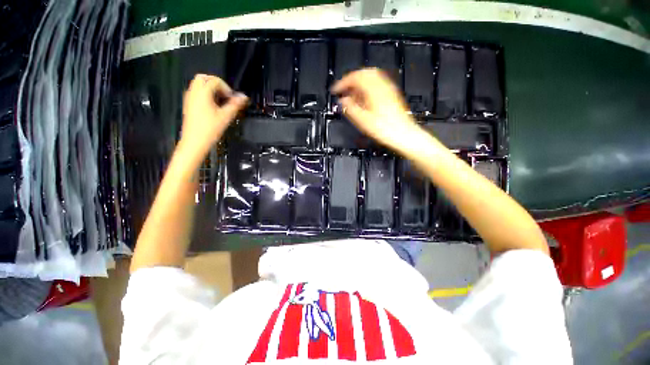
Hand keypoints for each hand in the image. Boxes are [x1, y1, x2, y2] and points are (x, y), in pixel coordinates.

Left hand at [180, 74, 247, 157]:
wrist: (195, 141)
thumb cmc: (209, 130)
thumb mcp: (226, 116)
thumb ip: (235, 105)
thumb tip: (243, 97)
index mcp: (202, 94)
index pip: (215, 81)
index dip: (226, 88)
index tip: (232, 98)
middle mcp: (194, 93)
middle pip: (203, 78)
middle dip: (216, 83)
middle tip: (226, 95)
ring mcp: (189, 98)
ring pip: (199, 84)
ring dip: (211, 89)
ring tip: (221, 101)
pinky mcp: (189, 104)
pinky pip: (196, 92)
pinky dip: (206, 94)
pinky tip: (213, 106)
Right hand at [331, 68, 435, 156]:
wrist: (403, 135)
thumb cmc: (384, 129)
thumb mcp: (362, 120)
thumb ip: (350, 108)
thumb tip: (342, 100)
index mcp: (373, 90)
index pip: (355, 77)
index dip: (343, 82)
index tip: (335, 90)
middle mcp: (382, 85)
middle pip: (364, 73)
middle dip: (351, 80)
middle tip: (344, 90)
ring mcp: (388, 89)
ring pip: (371, 77)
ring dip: (359, 83)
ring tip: (352, 95)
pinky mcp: (392, 95)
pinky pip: (377, 84)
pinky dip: (367, 88)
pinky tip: (364, 99)